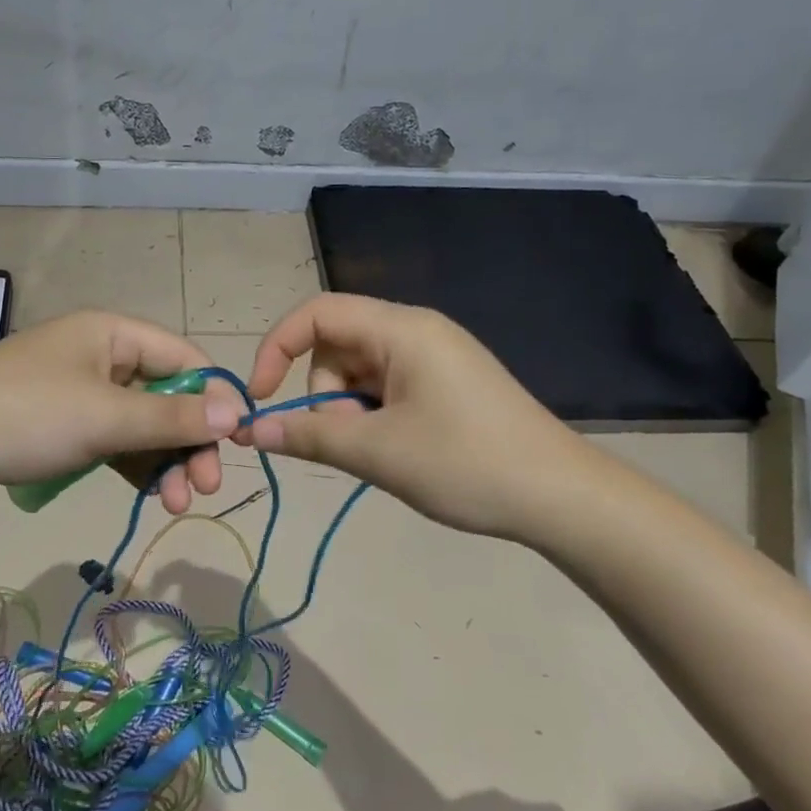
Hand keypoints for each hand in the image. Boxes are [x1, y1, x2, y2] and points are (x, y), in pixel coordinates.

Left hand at [0, 310, 243, 512]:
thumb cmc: (27, 417)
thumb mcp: (107, 418)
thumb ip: (173, 418)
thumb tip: (236, 413)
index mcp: (112, 333)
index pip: (183, 357)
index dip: (214, 397)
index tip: (237, 442)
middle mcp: (99, 354)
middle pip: (164, 395)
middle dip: (188, 440)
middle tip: (205, 487)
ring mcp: (77, 390)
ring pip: (139, 424)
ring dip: (163, 461)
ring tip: (176, 503)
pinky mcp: (59, 424)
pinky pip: (111, 439)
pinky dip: (133, 465)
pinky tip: (149, 493)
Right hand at [241, 293, 614, 543]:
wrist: (561, 497)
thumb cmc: (466, 464)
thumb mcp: (377, 452)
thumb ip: (307, 435)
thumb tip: (249, 430)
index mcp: (401, 329)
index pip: (316, 313)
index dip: (277, 347)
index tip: (261, 397)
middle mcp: (416, 331)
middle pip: (336, 346)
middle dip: (325, 395)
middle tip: (350, 442)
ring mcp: (434, 357)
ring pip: (359, 372)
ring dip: (349, 411)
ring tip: (380, 453)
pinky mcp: (445, 382)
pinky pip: (386, 387)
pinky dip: (374, 417)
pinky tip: (397, 452)